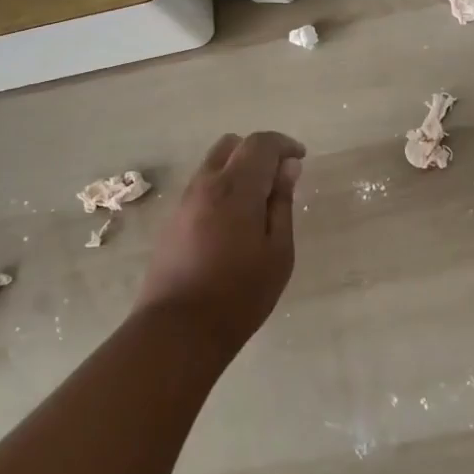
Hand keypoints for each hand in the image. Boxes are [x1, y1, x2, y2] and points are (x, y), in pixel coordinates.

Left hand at [135, 131, 304, 356]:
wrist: (177, 330)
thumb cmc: (239, 294)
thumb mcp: (277, 251)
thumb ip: (282, 203)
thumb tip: (288, 168)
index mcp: (236, 188)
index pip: (261, 143)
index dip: (284, 144)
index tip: (300, 159)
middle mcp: (206, 184)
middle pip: (233, 145)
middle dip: (259, 151)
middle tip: (280, 178)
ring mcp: (185, 201)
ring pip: (214, 163)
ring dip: (239, 168)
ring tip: (259, 201)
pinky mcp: (173, 220)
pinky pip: (202, 185)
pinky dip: (223, 186)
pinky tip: (235, 220)